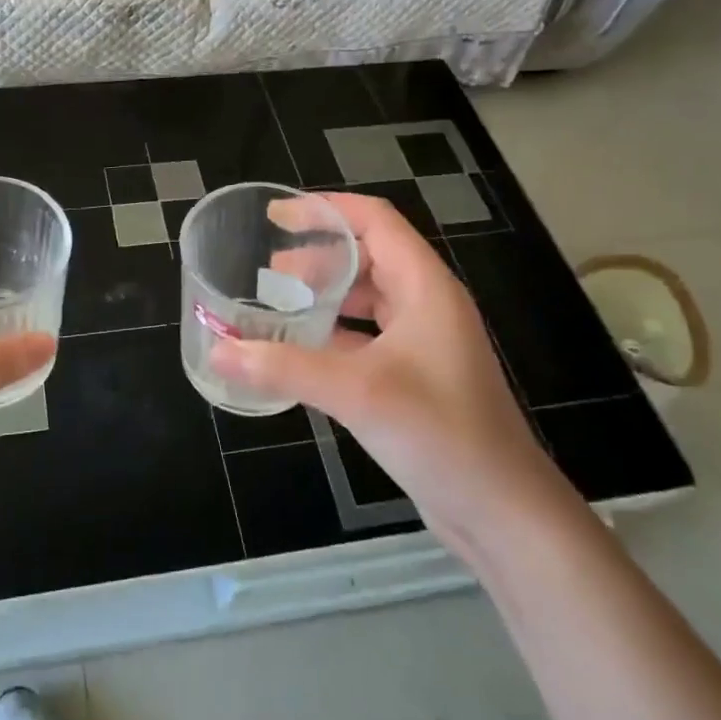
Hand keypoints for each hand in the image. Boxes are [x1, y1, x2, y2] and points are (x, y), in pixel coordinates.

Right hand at [208, 192, 566, 545]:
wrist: (502, 510)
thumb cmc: (441, 434)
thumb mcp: (357, 392)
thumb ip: (284, 367)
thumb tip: (218, 350)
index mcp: (425, 287)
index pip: (375, 220)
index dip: (326, 209)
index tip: (276, 214)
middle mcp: (427, 305)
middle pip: (369, 255)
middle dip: (318, 255)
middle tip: (267, 268)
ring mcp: (424, 342)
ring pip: (368, 298)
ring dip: (325, 294)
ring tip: (278, 301)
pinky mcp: (415, 376)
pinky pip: (367, 335)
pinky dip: (333, 332)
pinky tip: (300, 348)